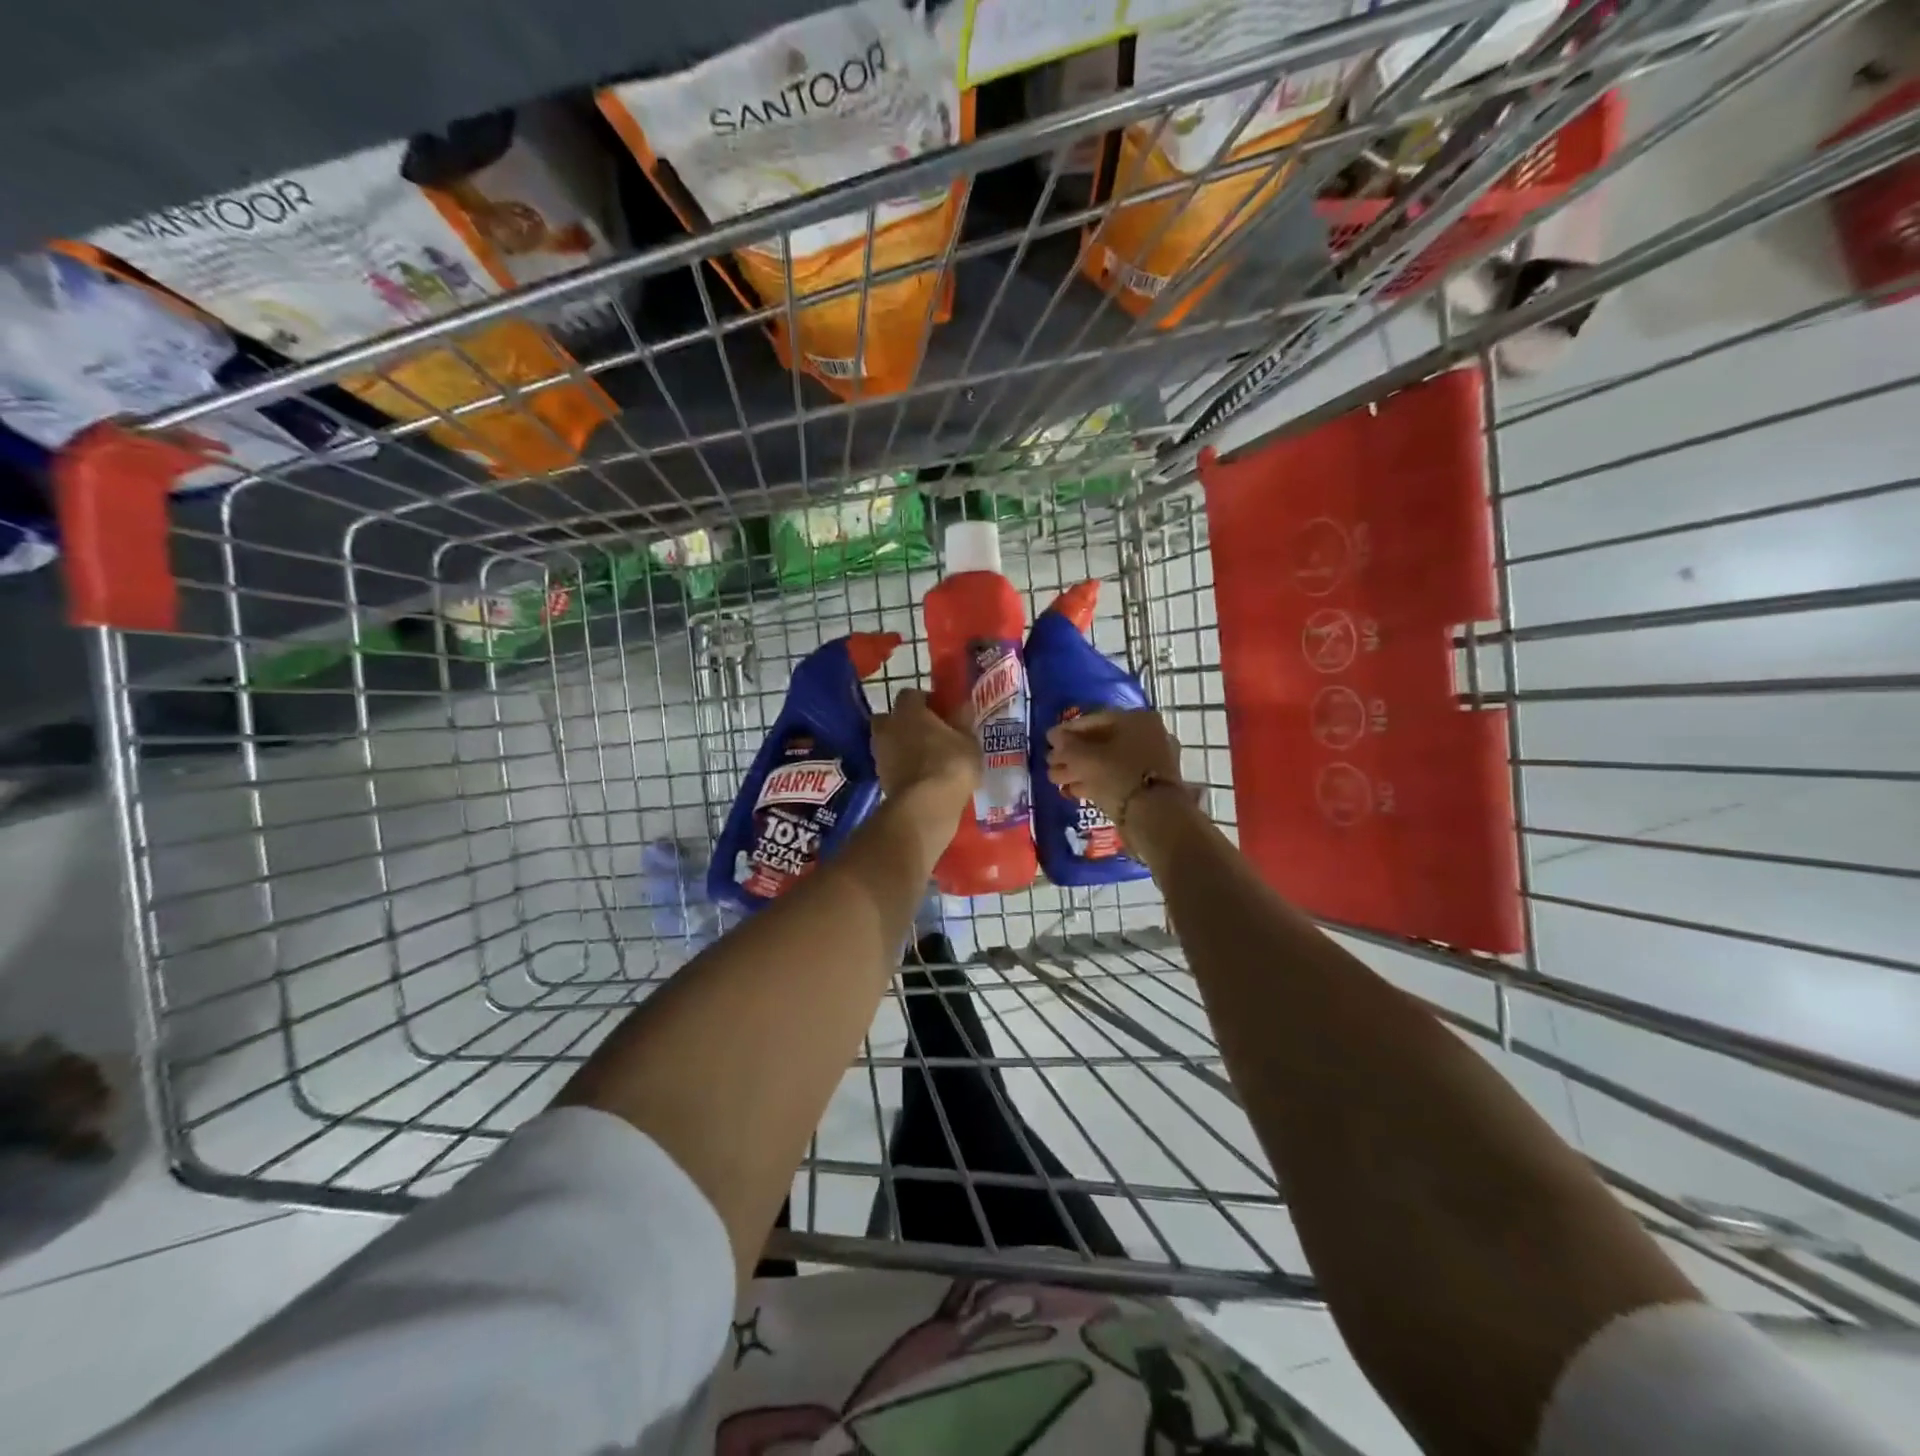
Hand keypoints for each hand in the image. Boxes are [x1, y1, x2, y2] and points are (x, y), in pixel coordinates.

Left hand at [873, 689, 980, 828]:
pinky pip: (890, 765)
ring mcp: (879, 753)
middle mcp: (887, 727)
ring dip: (901, 747)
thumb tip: (962, 707)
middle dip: (905, 723)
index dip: (925, 702)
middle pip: (891, 717)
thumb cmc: (950, 764)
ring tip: (924, 759)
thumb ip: (963, 722)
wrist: (925, 806)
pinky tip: (919, 777)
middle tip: (927, 734)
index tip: (941, 713)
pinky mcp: (879, 778)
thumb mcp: (968, 741)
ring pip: (888, 742)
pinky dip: (900, 768)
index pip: (911, 694)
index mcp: (908, 711)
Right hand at [1046, 709, 1185, 822]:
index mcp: (1137, 720)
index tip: (1048, 740)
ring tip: (1055, 779)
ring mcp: (1150, 762)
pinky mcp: (1148, 786)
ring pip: (1108, 762)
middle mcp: (1147, 736)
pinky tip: (1073, 790)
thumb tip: (1054, 736)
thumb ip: (1067, 745)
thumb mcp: (1086, 758)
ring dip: (1080, 769)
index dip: (1067, 730)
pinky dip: (1095, 782)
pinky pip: (1116, 777)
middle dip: (1072, 754)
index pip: (1095, 720)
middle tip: (1050, 763)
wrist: (1154, 817)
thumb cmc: (1119, 776)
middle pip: (1101, 742)